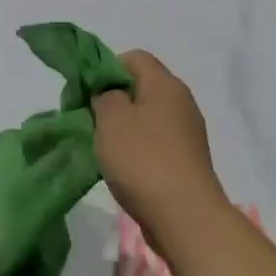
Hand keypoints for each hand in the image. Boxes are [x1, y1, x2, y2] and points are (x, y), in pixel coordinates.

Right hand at [94, 51, 225, 244]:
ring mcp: (187, 133)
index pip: (133, 57)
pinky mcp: (187, 161)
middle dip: (112, 100)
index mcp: (165, 84)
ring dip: (123, 128)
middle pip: (141, 87)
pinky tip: (124, 168)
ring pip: (147, 116)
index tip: (87, 93)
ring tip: (104, 148)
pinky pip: (156, 142)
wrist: (186, 217)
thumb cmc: (143, 160)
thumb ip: (104, 95)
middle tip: (90, 120)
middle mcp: (181, 102)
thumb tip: (109, 94)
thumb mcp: (111, 118)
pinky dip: (138, 149)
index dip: (106, 69)